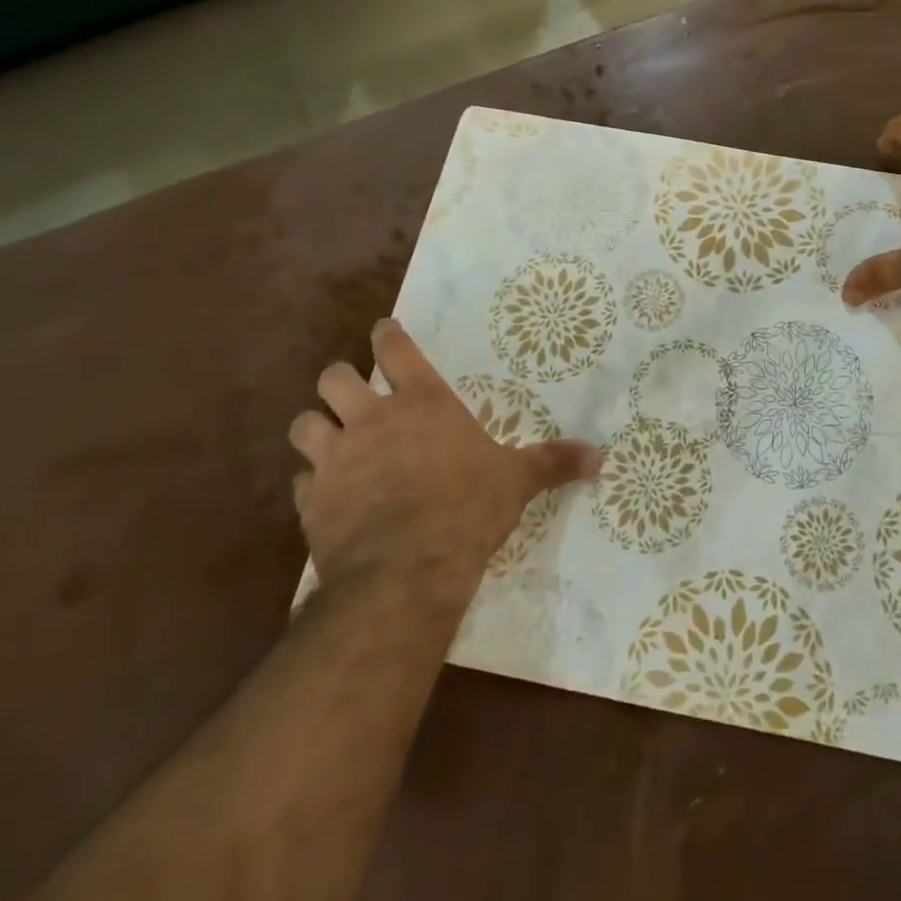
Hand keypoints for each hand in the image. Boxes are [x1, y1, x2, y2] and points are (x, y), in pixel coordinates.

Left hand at [290, 320, 599, 612]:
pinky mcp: (312, 502)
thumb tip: (600, 456)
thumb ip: (553, 462)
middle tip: (353, 392)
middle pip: (334, 379)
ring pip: (305, 424)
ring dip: (316, 428)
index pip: (395, 349)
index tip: (384, 330)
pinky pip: (300, 481)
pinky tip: (326, 496)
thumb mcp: (517, 481)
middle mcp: (372, 420)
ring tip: (329, 440)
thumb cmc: (467, 507)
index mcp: (423, 402)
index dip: (387, 335)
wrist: (407, 570)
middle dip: (340, 381)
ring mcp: (336, 460)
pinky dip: (311, 483)